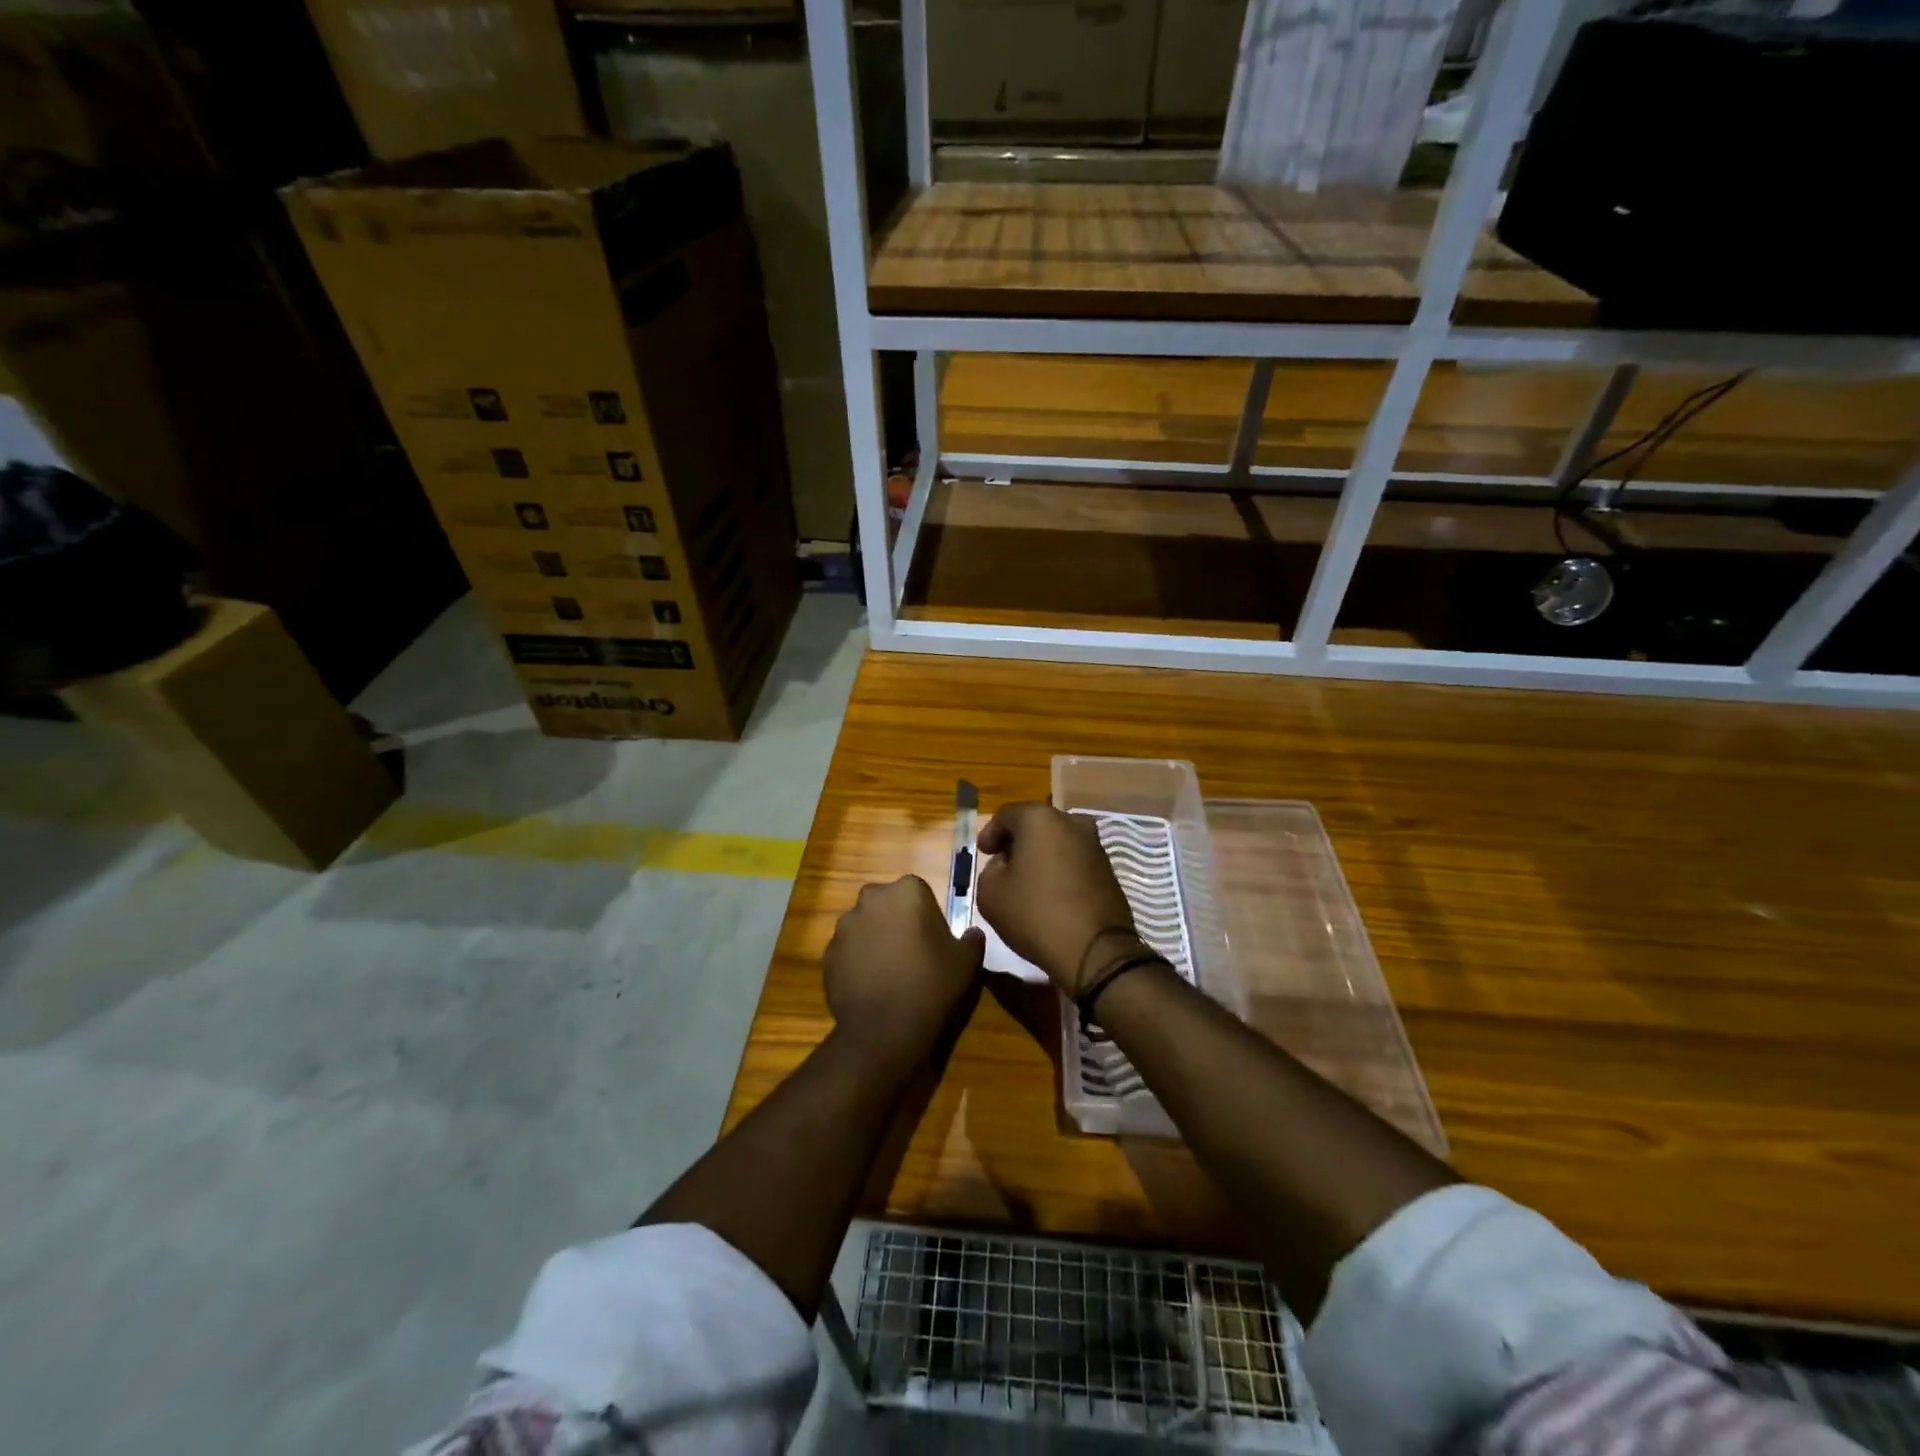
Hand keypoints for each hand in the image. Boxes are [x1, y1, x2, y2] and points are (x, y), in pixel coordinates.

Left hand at [824, 876, 983, 1069]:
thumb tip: (973, 933)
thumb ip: (971, 940)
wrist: (884, 1029)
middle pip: (887, 904)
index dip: (927, 915)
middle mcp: (871, 899)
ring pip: (865, 926)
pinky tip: (871, 986)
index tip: (934, 940)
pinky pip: (848, 951)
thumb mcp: (966, 962)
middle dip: (897, 921)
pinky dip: (857, 962)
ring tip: (890, 973)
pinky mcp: (828, 954)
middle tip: (913, 953)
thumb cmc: (931, 984)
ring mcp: (844, 926)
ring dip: (875, 940)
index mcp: (907, 891)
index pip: (918, 892)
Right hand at [976, 802, 1140, 996]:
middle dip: (1017, 841)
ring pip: (1058, 841)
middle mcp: (1071, 822)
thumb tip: (1005, 864)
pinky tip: (1050, 892)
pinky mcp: (1108, 869)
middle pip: (1036, 824)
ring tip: (1027, 881)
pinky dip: (1060, 869)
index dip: (990, 832)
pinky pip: (1075, 860)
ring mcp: (1094, 845)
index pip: (1006, 815)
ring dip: (1041, 855)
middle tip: (1002, 864)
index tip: (982, 853)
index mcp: (1039, 819)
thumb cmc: (1035, 914)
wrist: (1094, 950)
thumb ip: (990, 869)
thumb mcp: (990, 893)